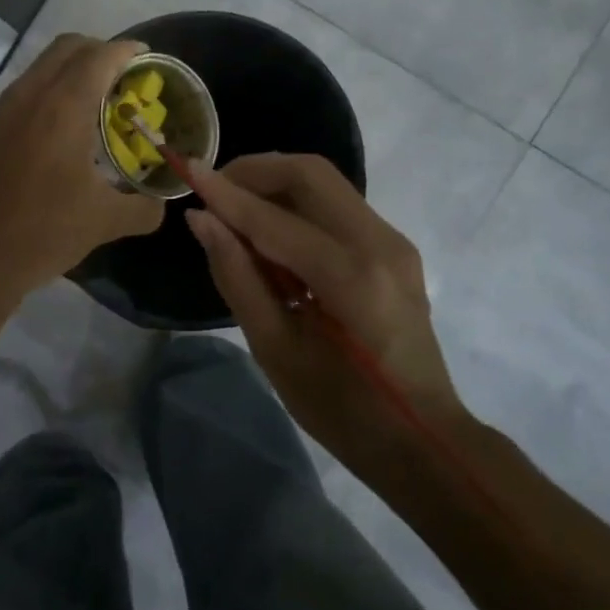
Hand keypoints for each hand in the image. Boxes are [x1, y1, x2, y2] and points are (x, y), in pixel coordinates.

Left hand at [0, 35, 164, 296]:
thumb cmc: (41, 232)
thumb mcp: (103, 223)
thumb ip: (142, 208)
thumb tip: (159, 205)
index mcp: (63, 107)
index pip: (99, 56)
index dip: (126, 50)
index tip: (146, 57)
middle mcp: (28, 97)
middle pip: (65, 48)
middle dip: (97, 51)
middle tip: (122, 76)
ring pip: (39, 69)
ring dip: (69, 72)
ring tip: (93, 103)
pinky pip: (21, 94)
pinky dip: (46, 95)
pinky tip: (58, 133)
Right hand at [185, 153, 466, 472]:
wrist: (423, 440)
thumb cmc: (342, 410)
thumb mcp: (275, 350)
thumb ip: (237, 276)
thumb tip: (201, 220)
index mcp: (351, 277)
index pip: (274, 218)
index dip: (225, 193)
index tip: (186, 169)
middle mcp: (379, 243)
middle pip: (310, 173)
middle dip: (255, 171)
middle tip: (213, 190)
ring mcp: (393, 242)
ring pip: (325, 183)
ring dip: (275, 184)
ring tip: (235, 210)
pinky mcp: (394, 248)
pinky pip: (337, 205)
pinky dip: (297, 204)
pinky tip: (271, 234)